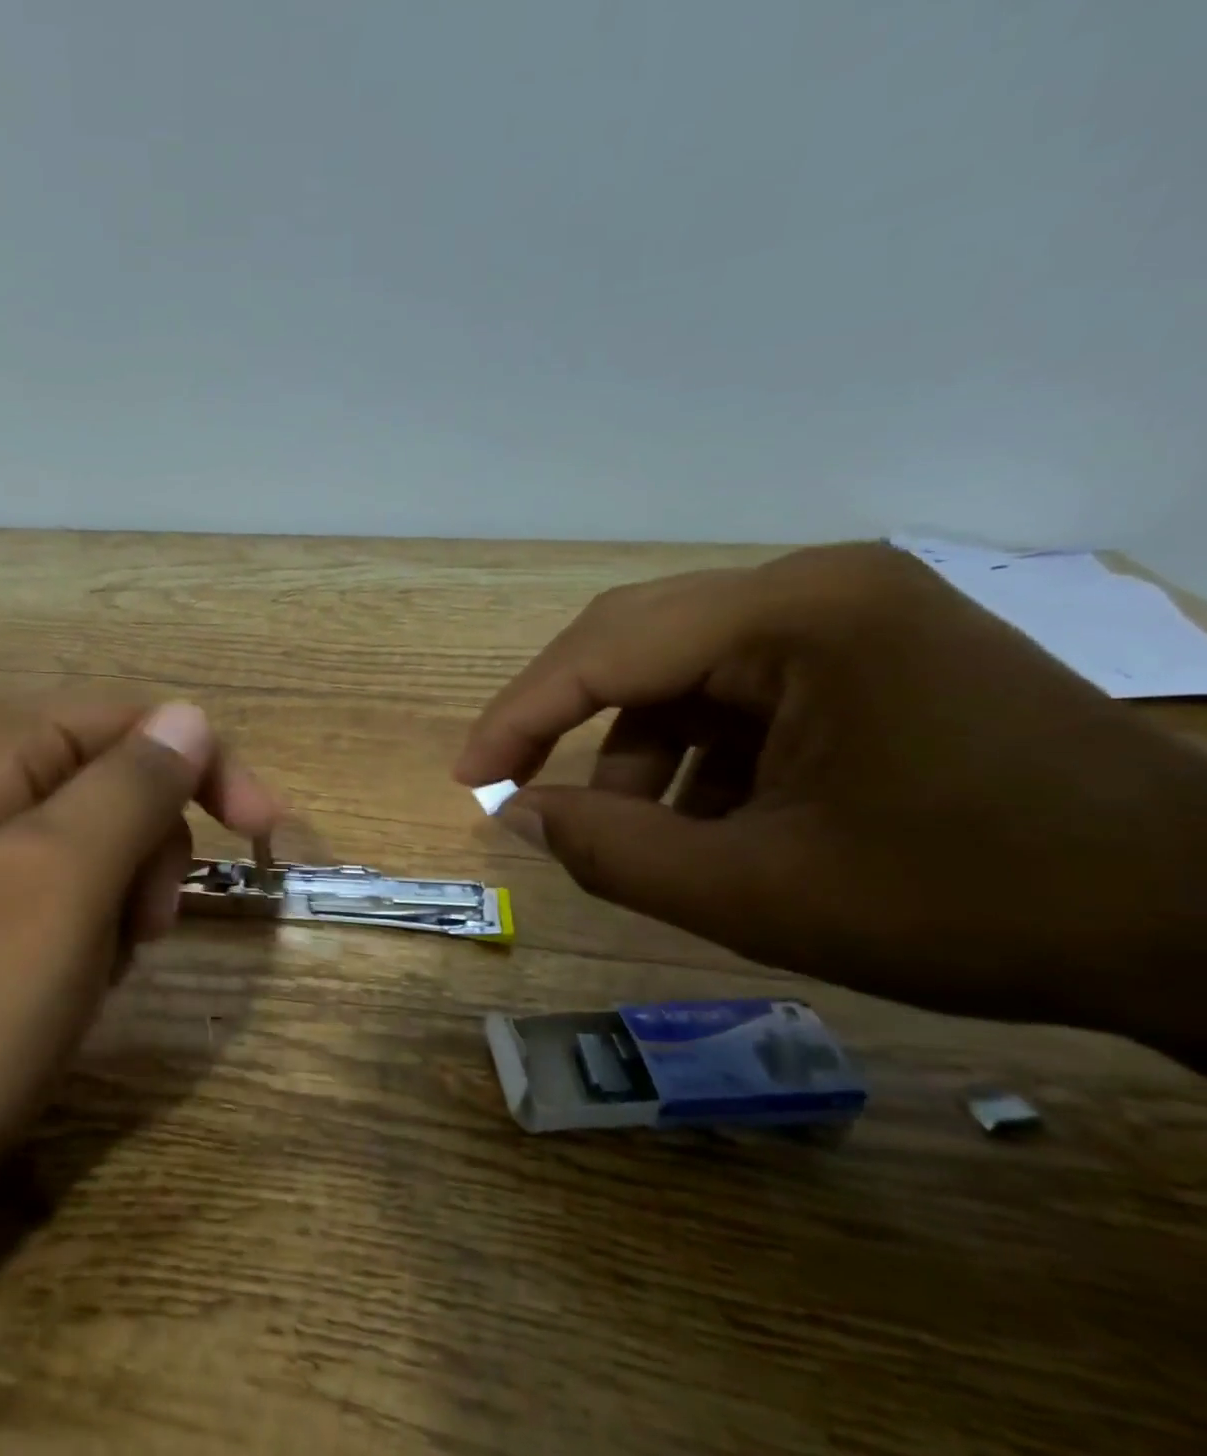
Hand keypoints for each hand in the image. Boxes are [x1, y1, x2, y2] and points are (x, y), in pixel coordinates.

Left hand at [0, 695, 279, 1201]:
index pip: (136, 719)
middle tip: (145, 926)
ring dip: (129, 893)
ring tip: (101, 963)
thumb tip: (192, 717)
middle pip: (121, 774)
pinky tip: (74, 976)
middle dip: (155, 847)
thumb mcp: (62, 883)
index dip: (208, 770)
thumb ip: (133, 785)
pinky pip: (72, 880)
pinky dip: (97, 923)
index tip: (264, 836)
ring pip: (106, 833)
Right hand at [455, 543, 1206, 1058]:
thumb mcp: (760, 895)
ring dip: (637, 750)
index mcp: (796, 618)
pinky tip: (713, 817)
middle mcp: (814, 586)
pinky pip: (734, 688)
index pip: (606, 650)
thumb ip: (614, 853)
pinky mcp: (862, 648)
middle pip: (633, 640)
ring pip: (679, 671)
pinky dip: (696, 752)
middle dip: (562, 721)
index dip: (519, 717)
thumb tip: (519, 816)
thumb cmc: (972, 904)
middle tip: (513, 789)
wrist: (1199, 921)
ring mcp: (845, 611)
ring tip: (642, 835)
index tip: (468, 781)